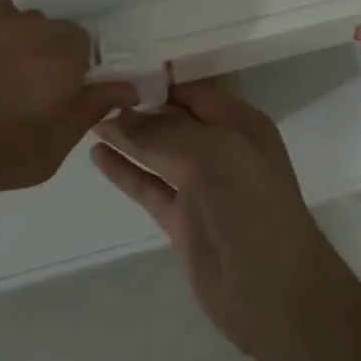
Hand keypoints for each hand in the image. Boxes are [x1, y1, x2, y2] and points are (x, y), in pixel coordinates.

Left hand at [0, 0, 136, 202]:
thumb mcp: (42, 155)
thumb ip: (87, 114)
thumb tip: (126, 86)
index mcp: (59, 57)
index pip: (78, 47)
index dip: (58, 72)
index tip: (34, 96)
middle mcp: (28, 21)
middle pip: (40, 30)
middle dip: (26, 55)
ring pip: (2, 18)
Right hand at [90, 81, 348, 355]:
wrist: (272, 291)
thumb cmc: (251, 206)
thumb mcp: (214, 154)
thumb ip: (165, 133)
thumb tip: (119, 116)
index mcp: (239, 123)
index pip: (192, 91)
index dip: (157, 81)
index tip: (116, 69)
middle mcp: (220, 148)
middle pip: (172, 119)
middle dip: (138, 106)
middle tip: (91, 91)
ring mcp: (200, 185)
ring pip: (157, 151)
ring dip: (127, 137)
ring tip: (87, 118)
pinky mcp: (181, 218)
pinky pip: (148, 185)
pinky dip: (125, 171)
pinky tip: (98, 156)